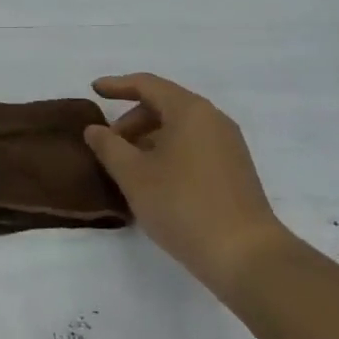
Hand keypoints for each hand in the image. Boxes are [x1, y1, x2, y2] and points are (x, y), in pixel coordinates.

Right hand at [83, 73, 288, 295]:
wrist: (244, 253)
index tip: (94, 91)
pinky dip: (169, 151)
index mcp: (190, 111)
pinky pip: (194, 146)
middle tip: (108, 145)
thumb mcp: (134, 175)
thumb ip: (109, 146)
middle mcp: (213, 119)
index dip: (117, 85)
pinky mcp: (235, 169)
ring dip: (149, 138)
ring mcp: (228, 145)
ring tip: (128, 166)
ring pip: (180, 128)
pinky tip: (155, 180)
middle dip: (132, 120)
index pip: (148, 85)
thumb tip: (95, 129)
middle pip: (165, 105)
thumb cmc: (182, 205)